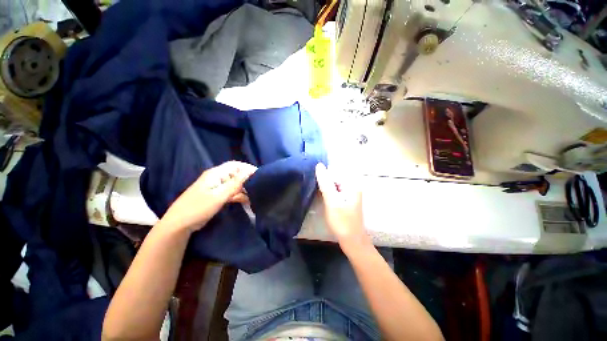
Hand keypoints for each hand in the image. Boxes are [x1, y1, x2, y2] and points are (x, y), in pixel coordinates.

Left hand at [162, 161, 256, 232]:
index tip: (260, 175)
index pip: (235, 165)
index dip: (247, 168)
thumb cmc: (199, 207)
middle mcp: (217, 178)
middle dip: (247, 179)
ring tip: (255, 195)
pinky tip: (246, 200)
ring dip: (244, 189)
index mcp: (216, 174)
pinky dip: (238, 195)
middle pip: (235, 174)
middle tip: (259, 186)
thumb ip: (236, 183)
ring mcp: (216, 187)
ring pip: (234, 184)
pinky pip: (230, 192)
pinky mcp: (216, 196)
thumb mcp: (220, 195)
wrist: (179, 224)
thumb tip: (250, 171)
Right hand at [315, 163, 370, 249]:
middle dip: (325, 182)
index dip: (324, 176)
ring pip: (333, 184)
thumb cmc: (342, 221)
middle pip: (334, 177)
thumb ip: (325, 183)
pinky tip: (324, 199)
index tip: (317, 185)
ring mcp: (349, 192)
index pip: (335, 171)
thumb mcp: (332, 201)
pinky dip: (328, 193)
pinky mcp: (345, 198)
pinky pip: (335, 190)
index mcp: (351, 184)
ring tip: (320, 195)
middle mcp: (352, 185)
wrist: (351, 240)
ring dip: (326, 187)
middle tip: (319, 192)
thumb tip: (319, 165)